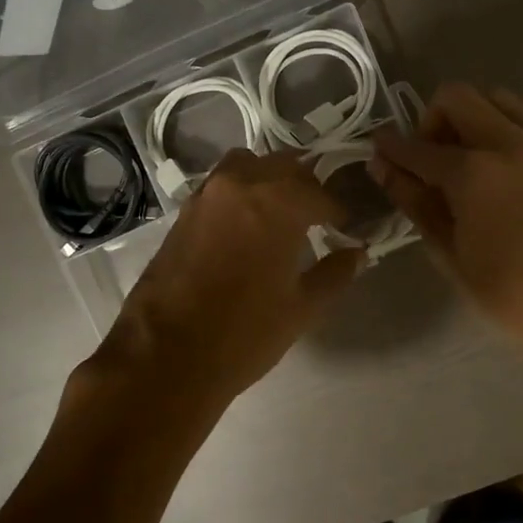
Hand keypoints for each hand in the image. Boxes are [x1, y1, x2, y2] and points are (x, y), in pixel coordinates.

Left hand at [90, 150, 362, 409]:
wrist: (165, 355)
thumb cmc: (244, 333)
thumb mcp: (302, 309)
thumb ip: (334, 274)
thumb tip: (357, 254)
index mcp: (278, 203)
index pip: (320, 194)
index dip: (338, 211)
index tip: (346, 228)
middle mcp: (241, 185)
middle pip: (284, 167)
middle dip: (306, 187)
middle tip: (317, 217)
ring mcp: (206, 195)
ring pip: (248, 166)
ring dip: (269, 180)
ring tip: (280, 213)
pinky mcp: (182, 212)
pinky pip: (221, 186)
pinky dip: (241, 193)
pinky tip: (247, 226)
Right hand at [371, 84, 522, 359]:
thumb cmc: (507, 292)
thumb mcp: (449, 252)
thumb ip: (414, 201)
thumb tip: (383, 167)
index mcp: (474, 173)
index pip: (418, 147)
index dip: (391, 147)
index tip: (379, 149)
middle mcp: (511, 145)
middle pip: (458, 97)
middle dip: (433, 121)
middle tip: (431, 159)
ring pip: (499, 99)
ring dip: (473, 118)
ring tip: (468, 160)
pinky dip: (507, 134)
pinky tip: (505, 175)